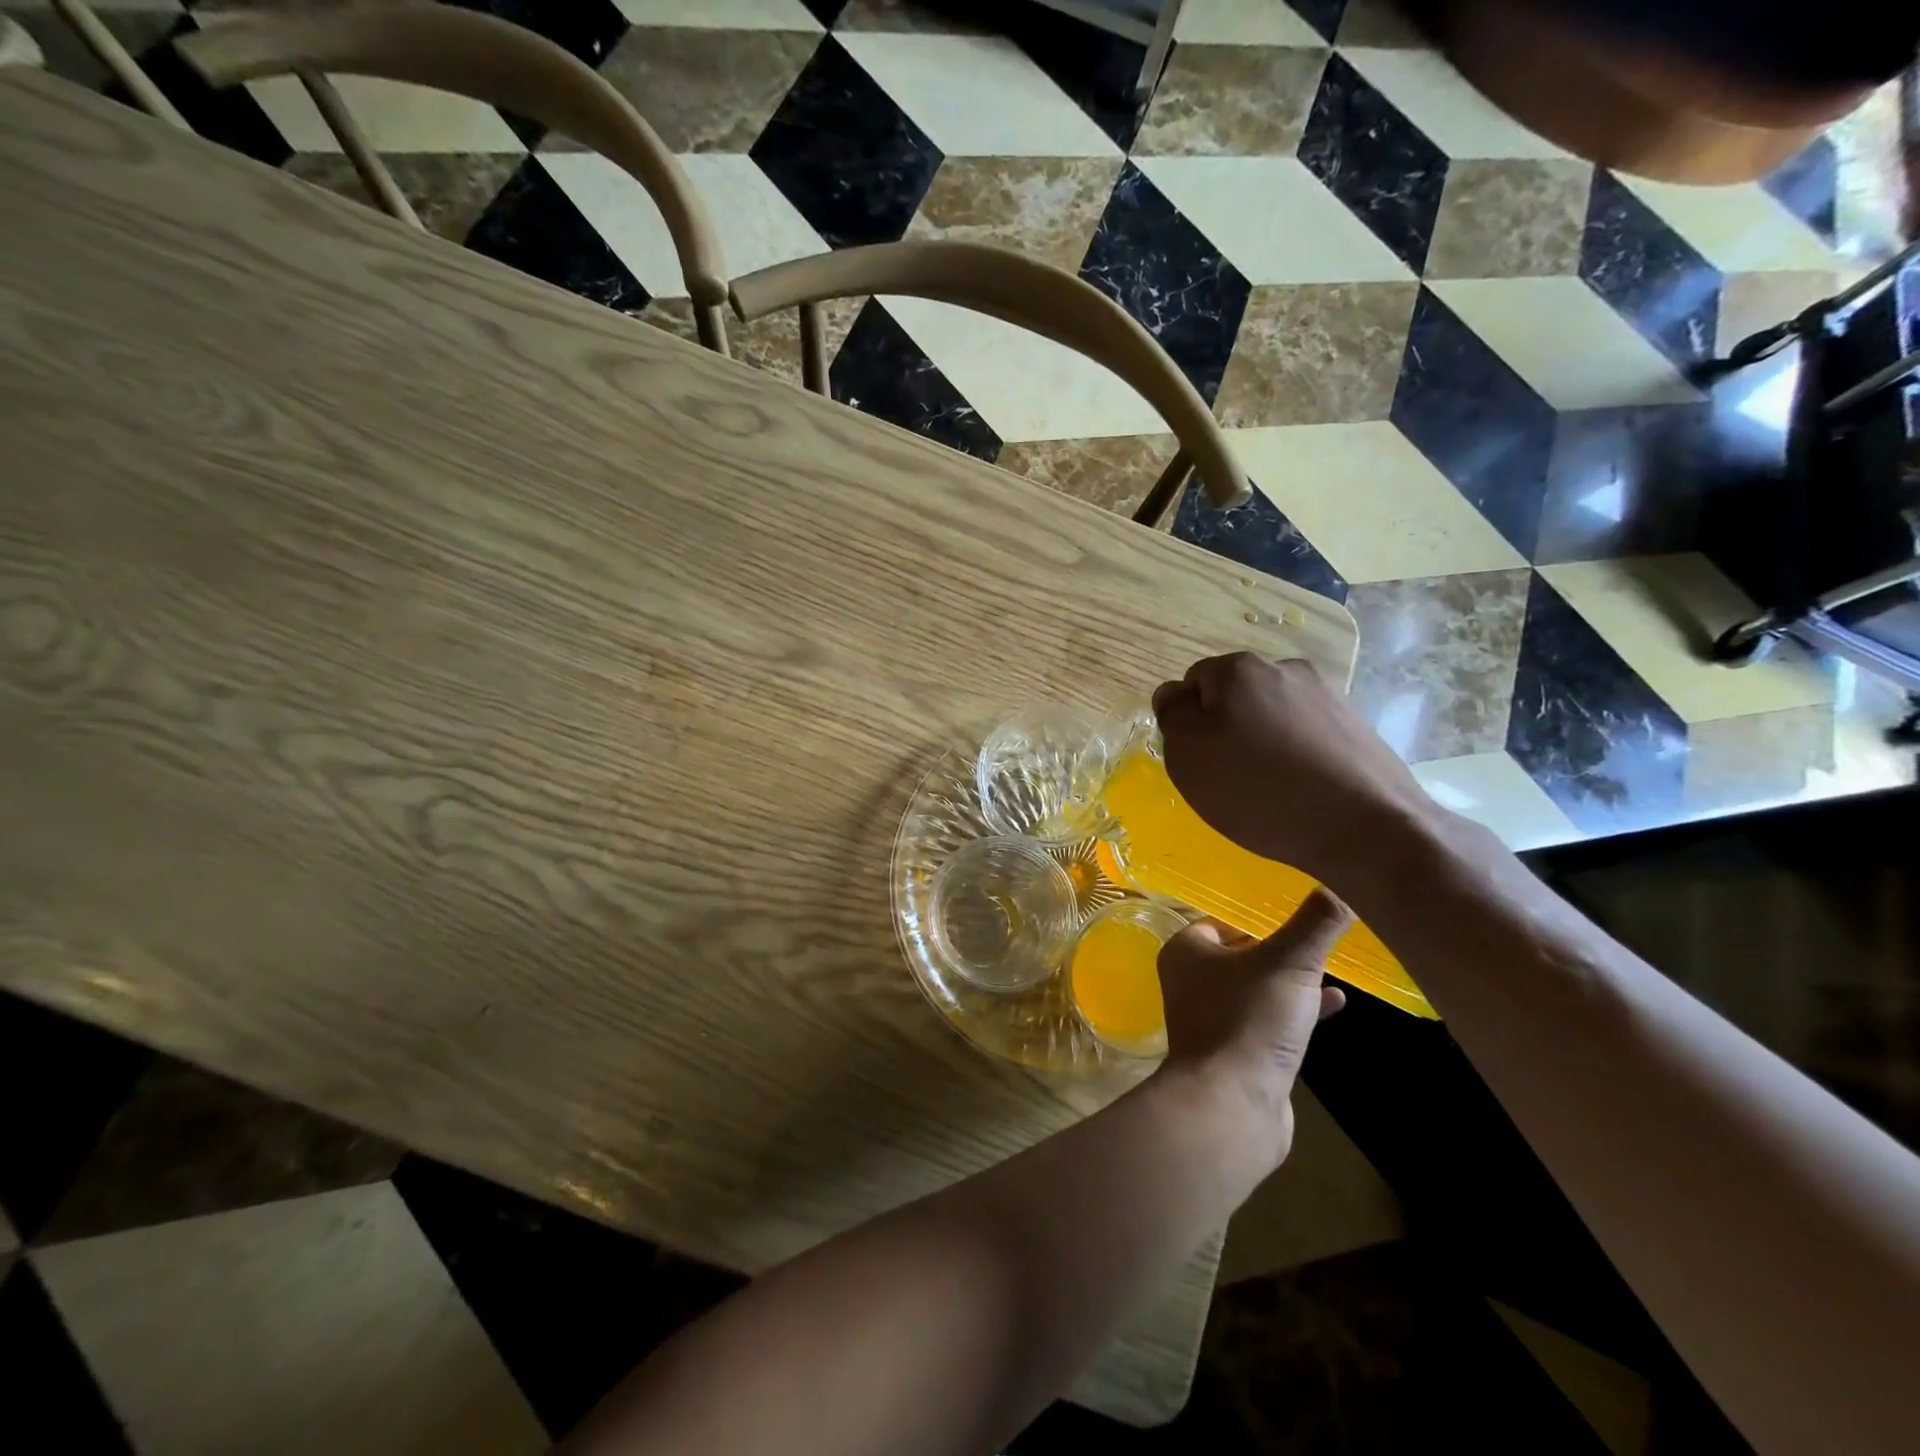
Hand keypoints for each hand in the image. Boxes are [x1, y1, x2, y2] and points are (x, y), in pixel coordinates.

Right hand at [1151, 652, 1434, 885]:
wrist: (1367, 828)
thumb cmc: (1258, 791)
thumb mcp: (1188, 755)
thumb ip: (1172, 714)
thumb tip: (1176, 694)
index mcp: (1238, 669)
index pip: (1192, 683)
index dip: (1189, 723)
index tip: (1201, 761)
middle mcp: (1284, 667)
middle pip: (1234, 695)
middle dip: (1226, 727)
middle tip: (1230, 776)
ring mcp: (1326, 693)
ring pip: (1272, 713)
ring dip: (1262, 739)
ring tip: (1270, 786)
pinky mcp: (1355, 723)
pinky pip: (1306, 731)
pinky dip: (1296, 752)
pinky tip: (1302, 787)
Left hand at [1157, 891, 1352, 1164]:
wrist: (1233, 1105)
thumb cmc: (1249, 1019)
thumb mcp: (1289, 961)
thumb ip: (1316, 923)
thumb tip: (1342, 883)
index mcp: (1186, 951)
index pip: (1224, 919)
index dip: (1259, 914)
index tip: (1298, 906)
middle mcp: (1192, 981)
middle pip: (1242, 953)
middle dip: (1280, 946)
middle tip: (1320, 933)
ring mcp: (1214, 1018)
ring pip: (1258, 986)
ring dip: (1292, 978)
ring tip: (1333, 964)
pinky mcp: (1238, 1051)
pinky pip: (1270, 1018)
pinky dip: (1298, 1009)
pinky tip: (1336, 1002)